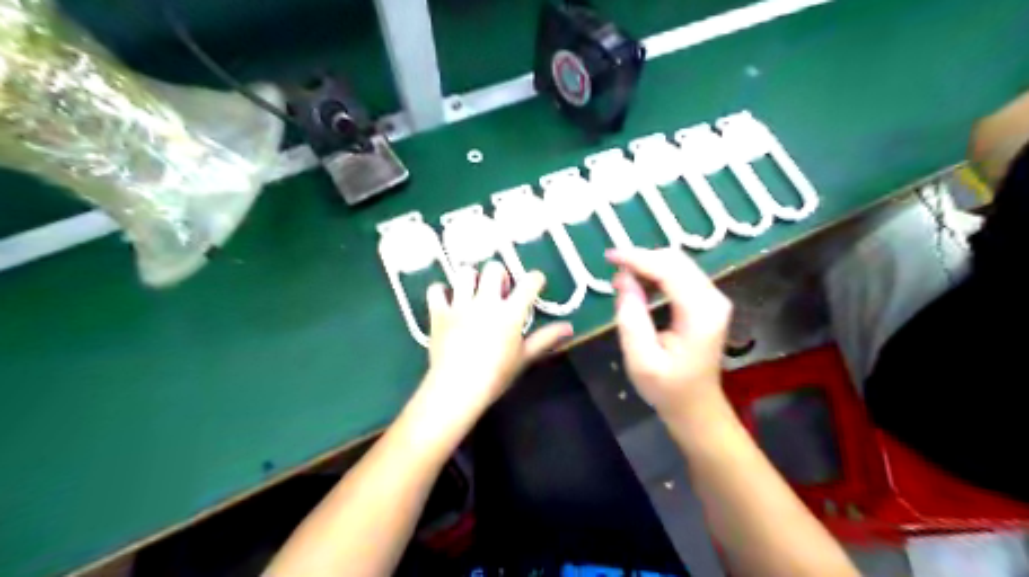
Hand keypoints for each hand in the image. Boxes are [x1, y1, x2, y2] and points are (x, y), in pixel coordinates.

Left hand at [417, 261, 576, 432]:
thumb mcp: (524, 357)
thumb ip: (546, 338)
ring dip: (471, 279)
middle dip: (499, 274)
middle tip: (499, 290)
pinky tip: (447, 300)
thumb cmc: (496, 376)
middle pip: (493, 268)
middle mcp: (486, 301)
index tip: (535, 283)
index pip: (529, 282)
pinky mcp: (439, 313)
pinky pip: (436, 290)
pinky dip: (441, 292)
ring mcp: (460, 305)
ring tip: (473, 292)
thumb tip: (569, 327)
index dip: (535, 279)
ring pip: (465, 273)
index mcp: (511, 312)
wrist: (457, 388)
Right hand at [609, 249, 730, 418]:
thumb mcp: (641, 360)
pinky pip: (680, 275)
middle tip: (612, 270)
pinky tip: (638, 285)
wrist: (696, 406)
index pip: (669, 270)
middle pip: (676, 260)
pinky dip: (656, 273)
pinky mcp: (706, 302)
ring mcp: (713, 298)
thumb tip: (623, 280)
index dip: (637, 259)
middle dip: (642, 259)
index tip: (609, 257)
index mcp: (700, 313)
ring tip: (621, 280)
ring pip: (678, 264)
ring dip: (648, 265)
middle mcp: (713, 298)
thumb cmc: (668, 389)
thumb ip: (631, 319)